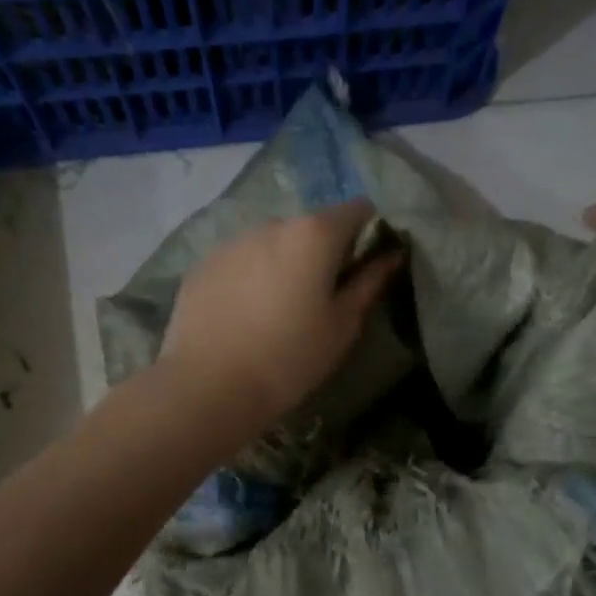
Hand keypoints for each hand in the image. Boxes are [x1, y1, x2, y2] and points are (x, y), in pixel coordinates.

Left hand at [160, 199, 402, 430]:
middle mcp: (272, 223)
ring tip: (279, 310)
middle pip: (311, 226)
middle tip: (322, 298)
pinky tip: (246, 316)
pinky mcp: (203, 263)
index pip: (358, 209)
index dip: (370, 232)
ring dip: (284, 263)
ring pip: (272, 243)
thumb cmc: (290, 358)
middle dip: (323, 252)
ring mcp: (232, 241)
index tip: (366, 266)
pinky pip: (240, 261)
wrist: (209, 385)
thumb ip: (369, 283)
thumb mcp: (342, 327)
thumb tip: (391, 255)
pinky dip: (251, 277)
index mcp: (314, 234)